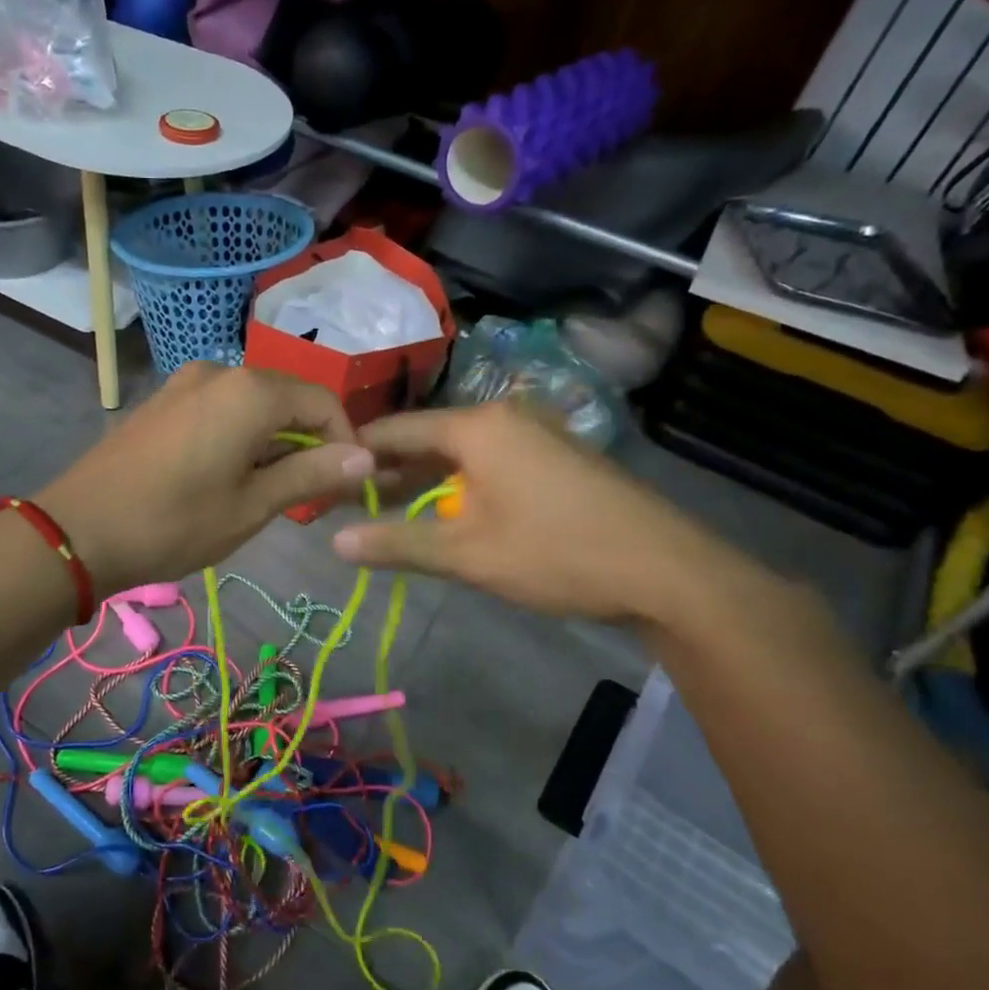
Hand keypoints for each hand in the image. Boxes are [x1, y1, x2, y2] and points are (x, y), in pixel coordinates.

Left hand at [37, 363, 372, 593]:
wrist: (77, 531)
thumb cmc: (173, 524)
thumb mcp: (251, 506)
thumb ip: (311, 474)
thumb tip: (365, 457)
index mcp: (251, 392)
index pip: (323, 403)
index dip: (344, 443)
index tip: (345, 487)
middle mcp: (221, 372)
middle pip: (288, 400)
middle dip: (308, 444)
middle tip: (309, 497)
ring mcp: (185, 382)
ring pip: (253, 406)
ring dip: (273, 443)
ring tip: (268, 493)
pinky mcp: (163, 400)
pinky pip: (221, 409)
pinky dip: (240, 437)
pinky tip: (228, 476)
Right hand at [331, 402, 750, 624]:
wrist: (666, 571)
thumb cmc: (556, 554)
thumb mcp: (467, 554)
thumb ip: (397, 543)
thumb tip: (334, 542)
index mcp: (477, 427)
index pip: (396, 430)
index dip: (356, 454)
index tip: (322, 476)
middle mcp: (504, 417)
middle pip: (428, 438)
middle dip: (388, 471)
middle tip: (349, 501)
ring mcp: (536, 433)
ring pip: (460, 451)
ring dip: (424, 480)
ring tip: (387, 509)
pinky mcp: (556, 456)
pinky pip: (490, 461)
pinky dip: (460, 483)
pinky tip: (447, 510)